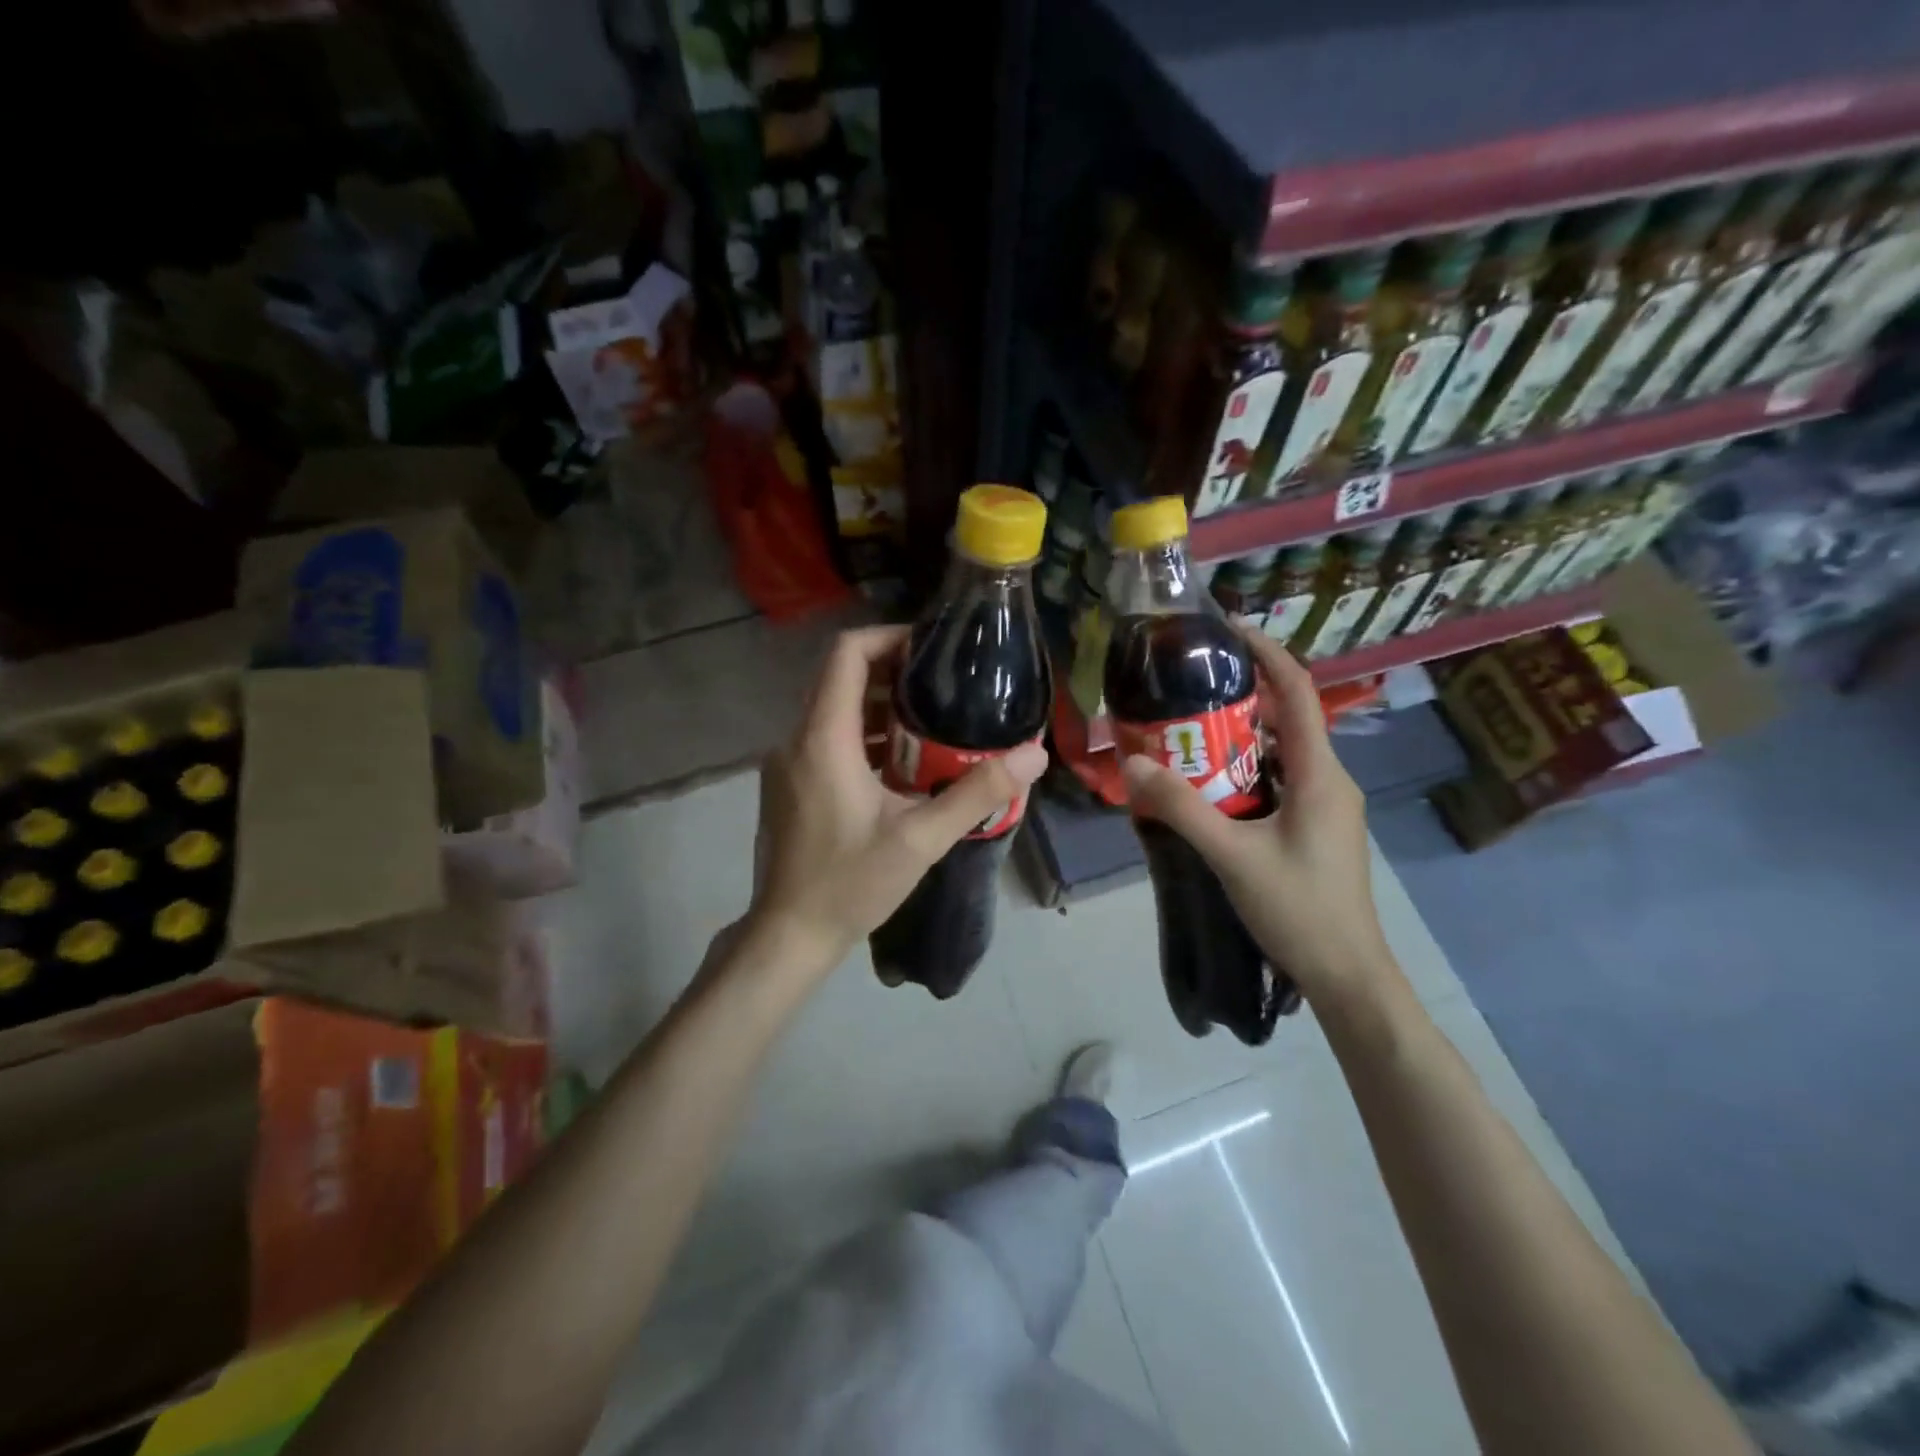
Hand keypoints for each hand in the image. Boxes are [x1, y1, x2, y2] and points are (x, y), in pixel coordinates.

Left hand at [742, 625, 1048, 980]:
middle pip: (839, 678)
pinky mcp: (788, 785)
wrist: (788, 935)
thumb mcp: (920, 840)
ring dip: (877, 706)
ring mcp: (786, 764)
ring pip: (832, 710)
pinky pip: (825, 739)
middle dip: (891, 671)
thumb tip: (1034, 754)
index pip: (845, 654)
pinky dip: (861, 736)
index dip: (888, 638)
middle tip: (943, 684)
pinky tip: (900, 764)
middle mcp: (796, 740)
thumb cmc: (850, 885)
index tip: (931, 648)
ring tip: (931, 720)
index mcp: (823, 740)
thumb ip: (977, 794)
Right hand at [1121, 619, 1399, 1008]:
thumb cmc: (1298, 909)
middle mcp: (1330, 780)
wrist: (1347, 974)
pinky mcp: (1318, 829)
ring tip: (1187, 736)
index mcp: (1321, 774)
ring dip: (1238, 741)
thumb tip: (1132, 761)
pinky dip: (1246, 773)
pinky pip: (1280, 783)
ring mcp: (1327, 807)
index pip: (1297, 693)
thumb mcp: (1232, 856)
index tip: (1228, 631)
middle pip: (1285, 720)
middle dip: (1238, 700)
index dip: (1267, 655)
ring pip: (1280, 755)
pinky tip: (1210, 790)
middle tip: (1186, 693)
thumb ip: (1181, 807)